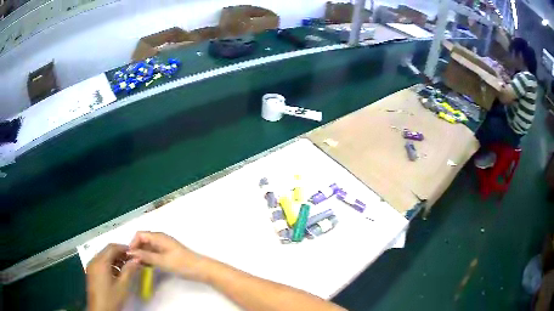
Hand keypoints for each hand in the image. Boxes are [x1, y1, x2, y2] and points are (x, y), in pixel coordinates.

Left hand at [86, 244, 139, 310]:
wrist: (100, 310)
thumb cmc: (111, 298)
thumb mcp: (123, 286)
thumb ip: (129, 271)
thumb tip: (136, 260)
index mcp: (101, 262)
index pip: (112, 247)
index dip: (124, 248)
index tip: (134, 253)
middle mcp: (94, 260)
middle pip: (107, 251)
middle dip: (120, 254)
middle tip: (132, 261)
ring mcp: (91, 266)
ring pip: (104, 257)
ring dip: (115, 260)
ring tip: (126, 269)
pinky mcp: (91, 272)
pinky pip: (101, 263)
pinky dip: (110, 265)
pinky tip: (117, 274)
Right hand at [128, 231, 208, 281]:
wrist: (201, 270)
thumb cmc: (181, 264)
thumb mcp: (161, 261)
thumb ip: (145, 256)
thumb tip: (130, 253)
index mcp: (159, 237)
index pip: (140, 235)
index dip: (133, 244)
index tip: (129, 256)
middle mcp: (160, 239)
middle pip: (143, 241)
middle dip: (136, 249)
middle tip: (132, 262)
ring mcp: (164, 247)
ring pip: (148, 248)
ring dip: (142, 255)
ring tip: (137, 265)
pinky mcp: (167, 254)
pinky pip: (154, 253)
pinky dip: (148, 258)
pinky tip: (146, 266)